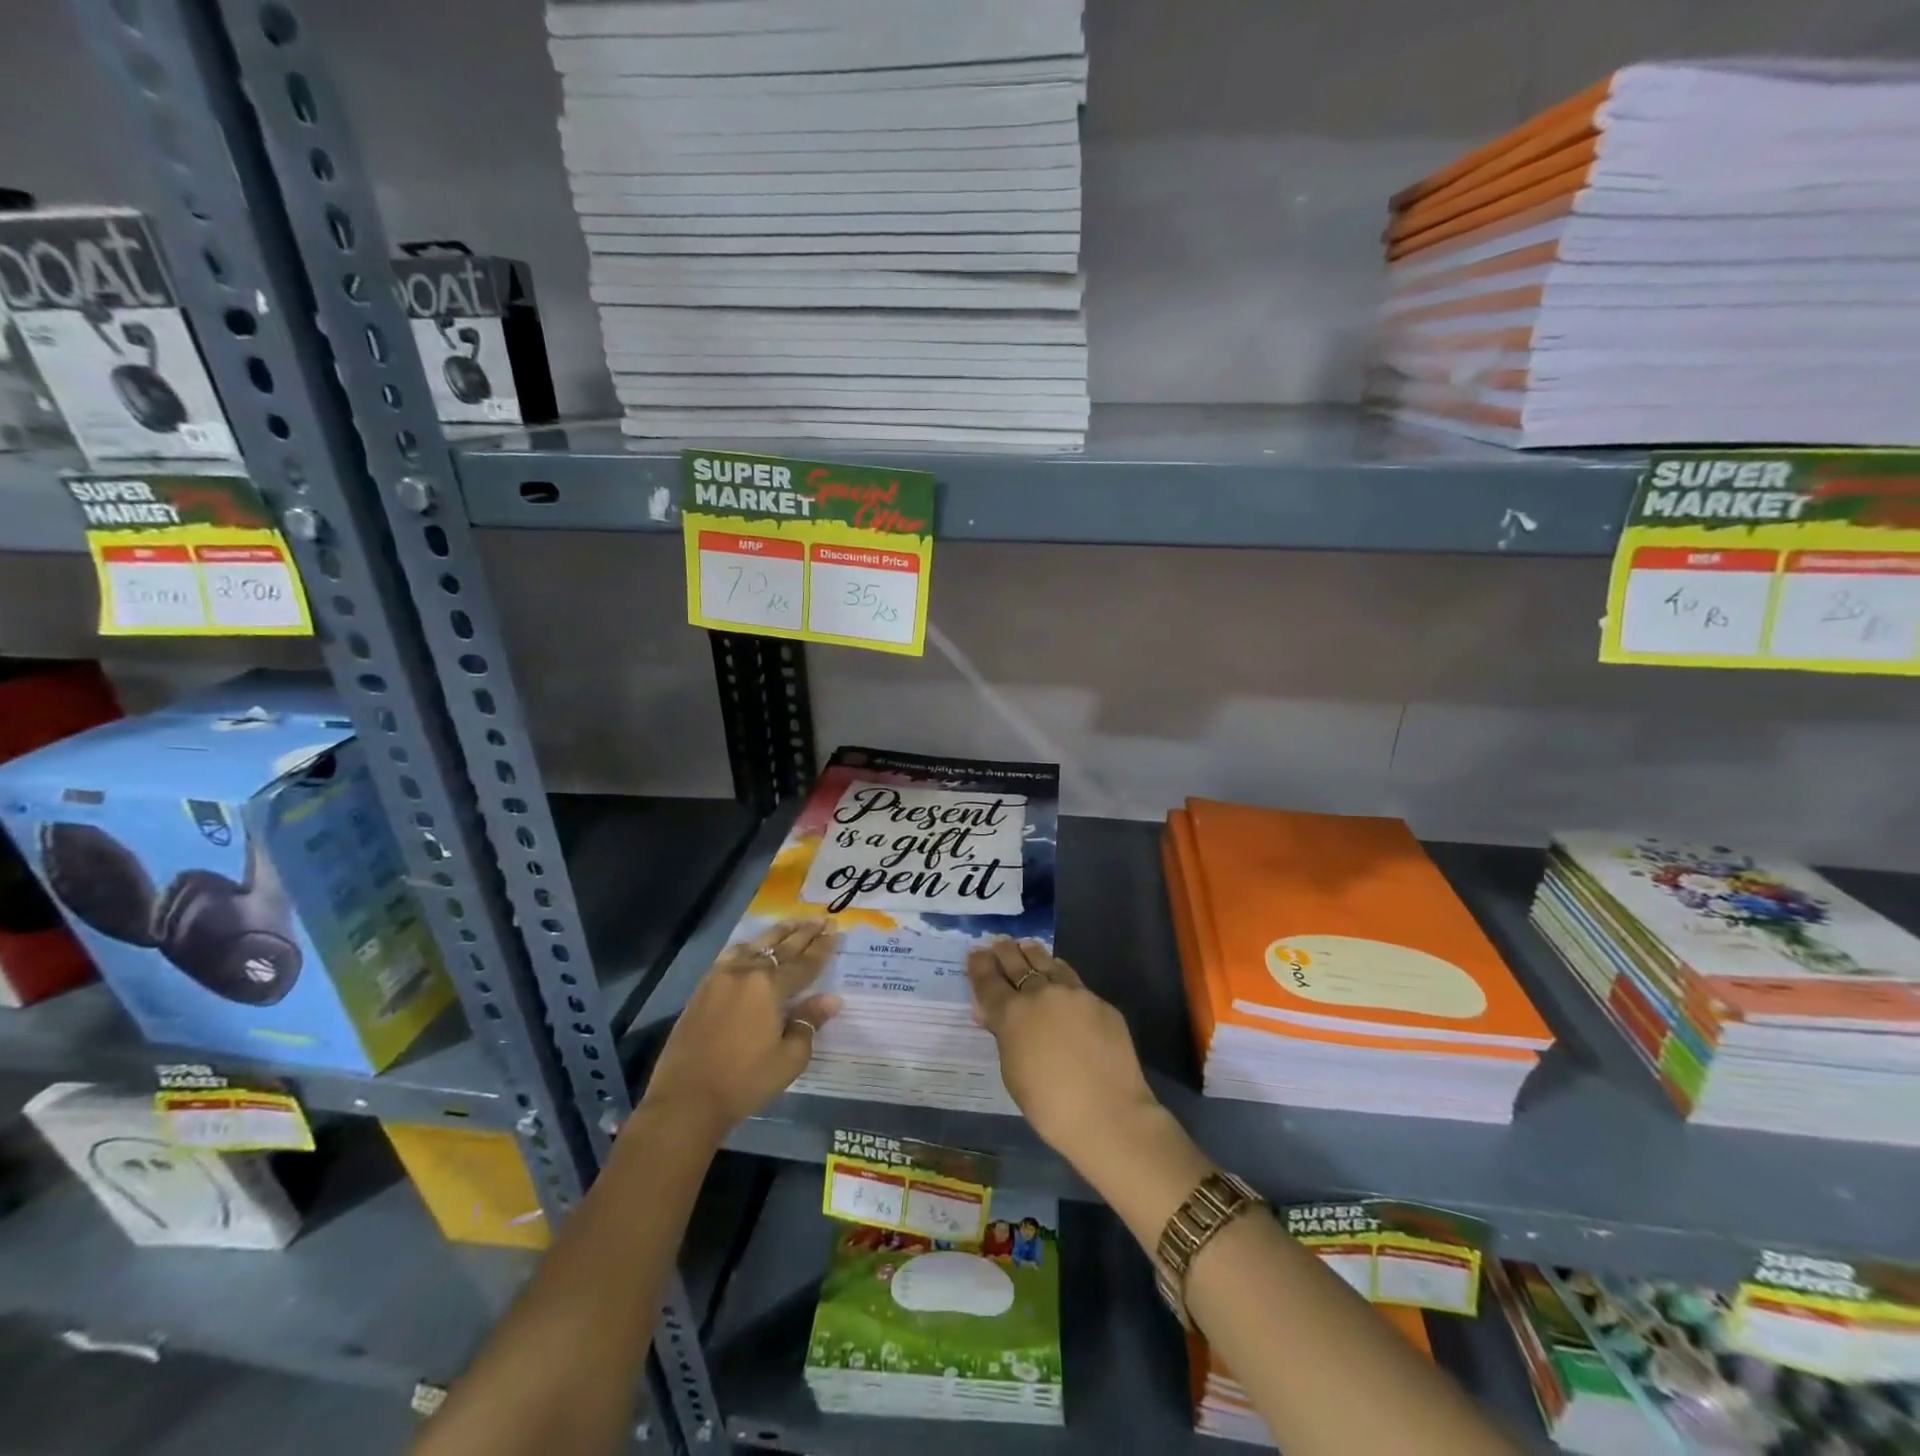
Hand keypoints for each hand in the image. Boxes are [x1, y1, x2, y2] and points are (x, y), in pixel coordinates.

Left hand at [641, 920, 840, 1139]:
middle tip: (820, 918)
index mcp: (770, 987)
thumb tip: (831, 999)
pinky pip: (731, 955)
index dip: (822, 948)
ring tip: (791, 923)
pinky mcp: (703, 988)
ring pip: (753, 945)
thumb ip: (809, 1022)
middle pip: (780, 947)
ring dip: (776, 934)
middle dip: (803, 933)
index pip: (803, 963)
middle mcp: (746, 972)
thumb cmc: (744, 1081)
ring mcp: (721, 977)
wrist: (686, 1099)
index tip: (835, 930)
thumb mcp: (789, 1058)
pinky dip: (748, 946)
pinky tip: (751, 947)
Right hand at [967, 936, 1159, 1161]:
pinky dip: (1060, 973)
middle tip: (999, 942)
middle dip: (1004, 951)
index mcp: (1012, 1014)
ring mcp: (1073, 993)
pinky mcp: (1099, 1001)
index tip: (974, 952)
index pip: (988, 981)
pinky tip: (1059, 975)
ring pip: (1047, 962)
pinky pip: (1073, 980)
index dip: (978, 965)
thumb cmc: (1049, 1105)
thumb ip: (1004, 1036)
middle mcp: (1040, 993)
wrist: (1108, 1113)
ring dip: (1033, 954)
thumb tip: (994, 1015)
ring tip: (1027, 946)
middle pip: (1017, 963)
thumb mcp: (1012, 1072)